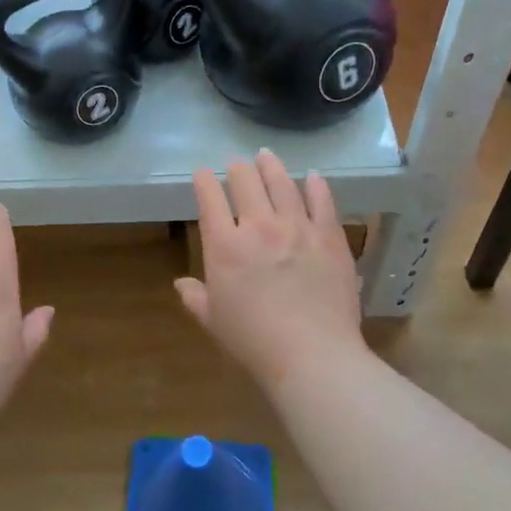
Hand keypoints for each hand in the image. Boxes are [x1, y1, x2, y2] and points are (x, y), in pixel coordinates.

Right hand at [176, 150, 364, 387]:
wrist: (311, 355)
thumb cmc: (254, 341)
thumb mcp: (214, 321)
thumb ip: (196, 297)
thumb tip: (181, 284)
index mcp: (224, 246)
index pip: (209, 199)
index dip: (204, 181)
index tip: (203, 173)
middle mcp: (258, 226)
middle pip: (245, 182)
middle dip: (237, 169)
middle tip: (237, 165)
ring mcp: (297, 227)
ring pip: (282, 183)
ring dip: (271, 166)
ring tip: (266, 156)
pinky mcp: (329, 236)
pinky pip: (322, 201)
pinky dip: (316, 185)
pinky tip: (313, 177)